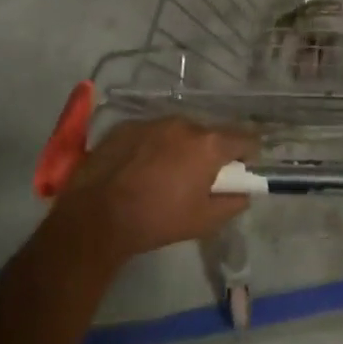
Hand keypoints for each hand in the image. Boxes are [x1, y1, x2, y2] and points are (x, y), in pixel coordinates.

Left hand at [52, 118, 256, 265]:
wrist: (95, 219)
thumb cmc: (156, 220)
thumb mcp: (204, 221)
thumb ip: (233, 203)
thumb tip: (244, 193)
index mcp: (209, 144)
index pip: (245, 138)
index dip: (248, 154)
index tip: (240, 170)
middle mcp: (184, 124)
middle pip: (210, 133)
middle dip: (209, 152)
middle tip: (198, 178)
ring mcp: (153, 122)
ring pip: (178, 132)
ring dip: (180, 147)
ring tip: (163, 174)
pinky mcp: (125, 126)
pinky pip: (150, 133)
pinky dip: (152, 147)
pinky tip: (138, 169)